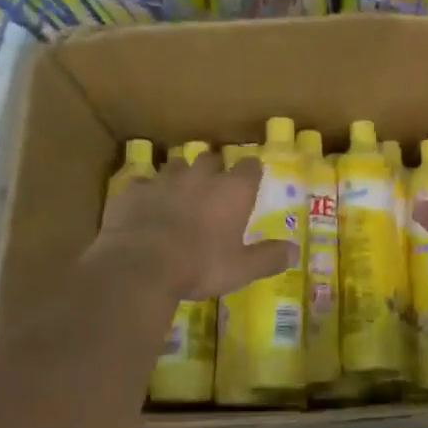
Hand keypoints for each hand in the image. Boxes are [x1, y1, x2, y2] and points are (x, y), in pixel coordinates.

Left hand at [83, 153, 298, 304]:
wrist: (139, 266)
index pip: (250, 167)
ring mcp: (164, 179)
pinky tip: (144, 206)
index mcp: (232, 190)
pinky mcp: (133, 190)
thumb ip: (268, 258)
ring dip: (180, 175)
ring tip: (179, 192)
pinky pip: (142, 183)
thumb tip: (295, 252)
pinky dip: (146, 192)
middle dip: (214, 168)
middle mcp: (200, 176)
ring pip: (176, 165)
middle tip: (214, 185)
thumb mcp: (241, 269)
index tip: (251, 178)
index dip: (251, 171)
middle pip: (211, 158)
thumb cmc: (199, 266)